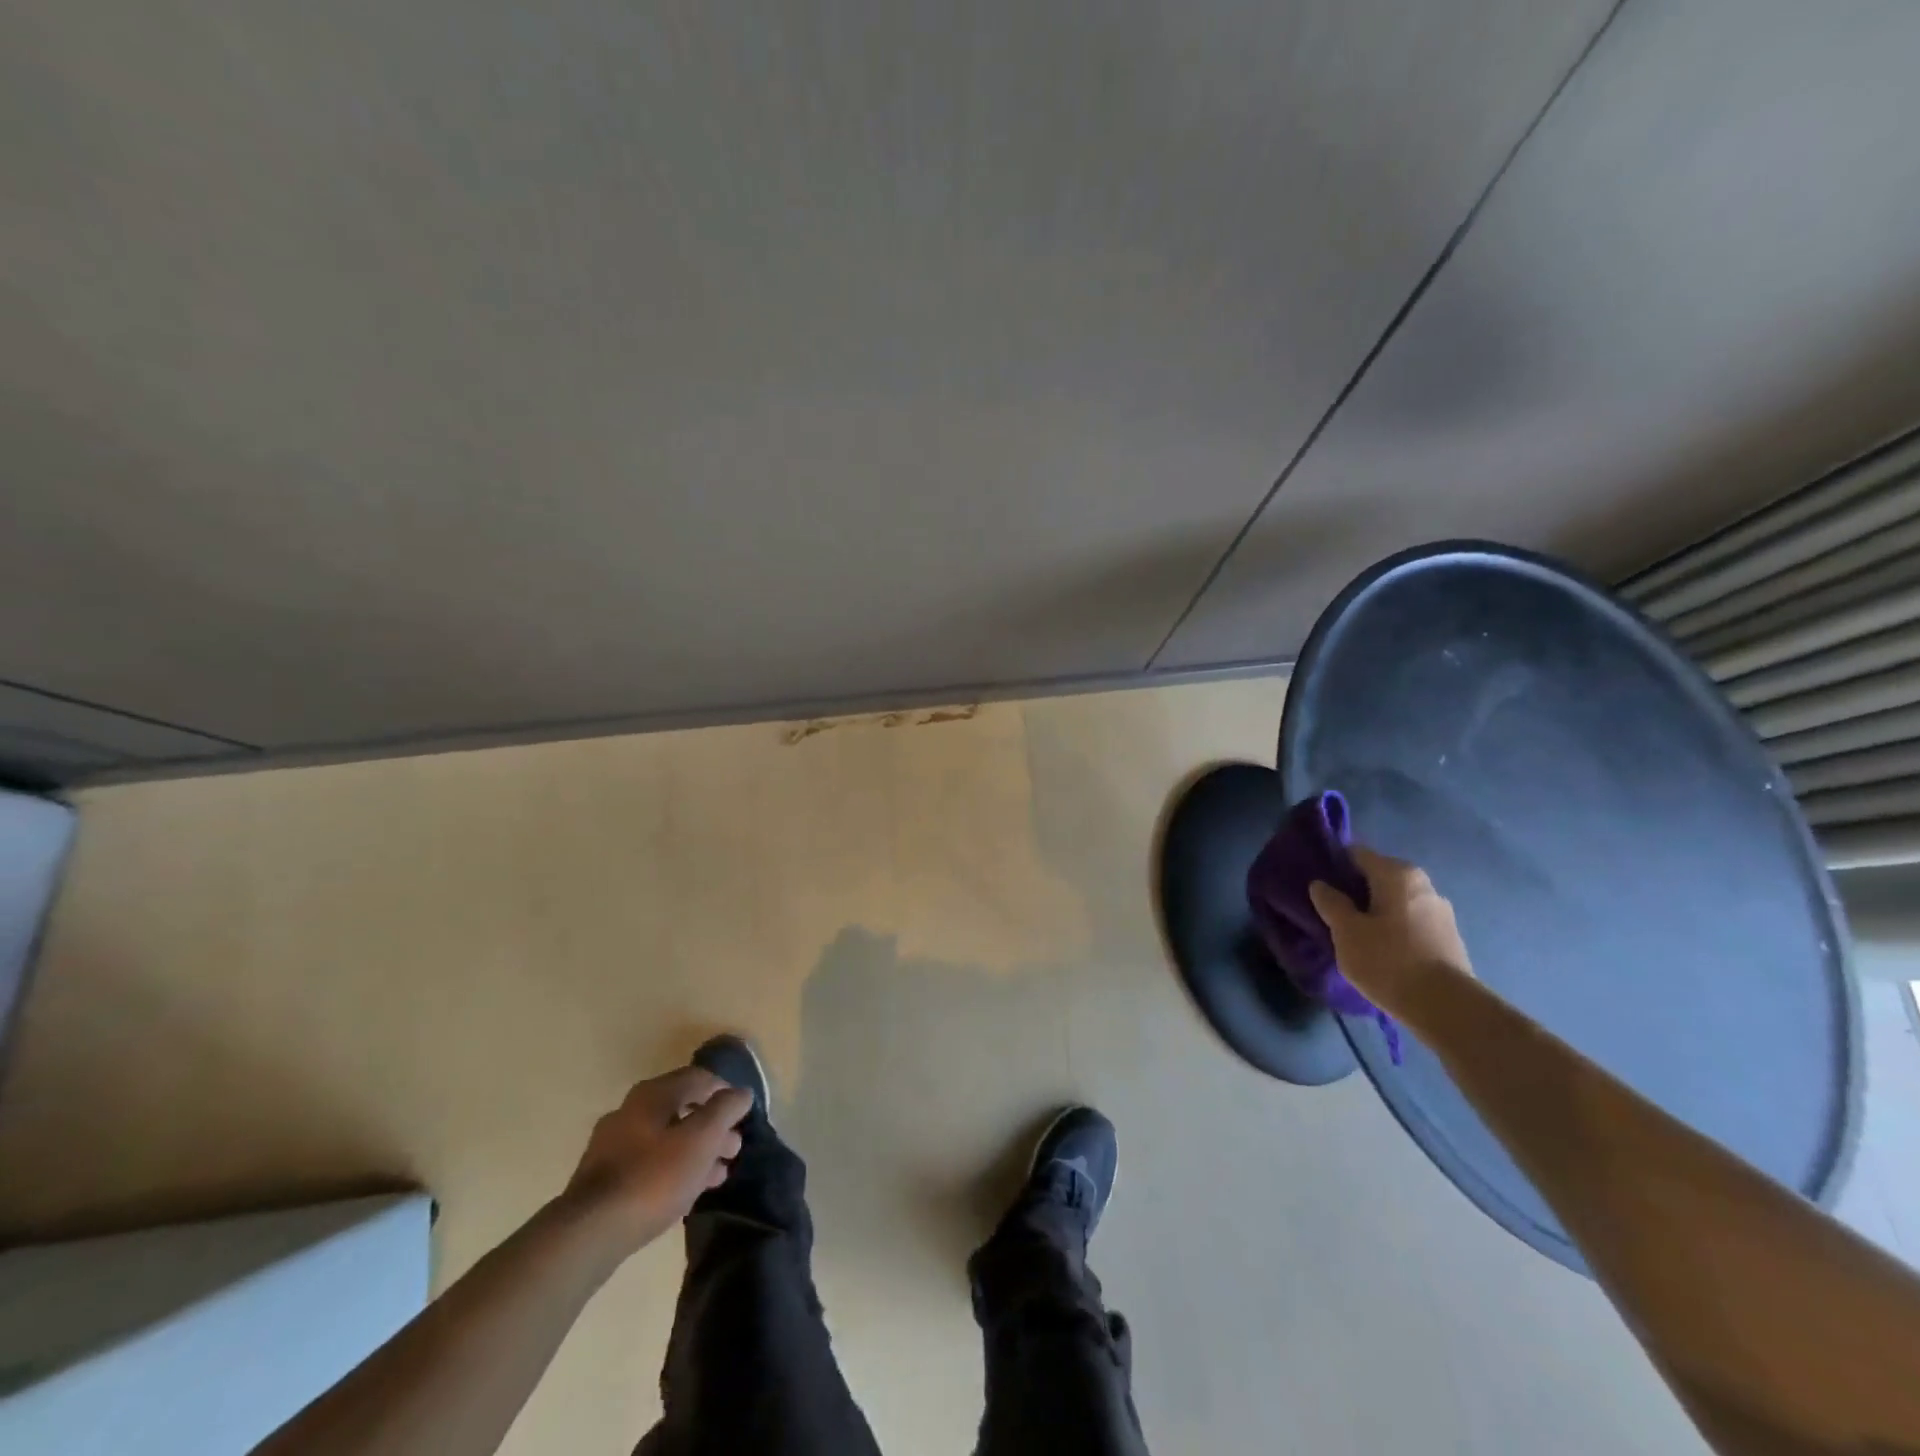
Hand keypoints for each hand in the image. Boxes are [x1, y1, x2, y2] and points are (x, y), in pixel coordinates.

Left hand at [563, 1067, 753, 1255]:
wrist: (588, 1233)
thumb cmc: (653, 1177)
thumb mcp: (701, 1139)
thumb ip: (725, 1110)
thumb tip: (741, 1092)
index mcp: (653, 1094)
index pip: (699, 1078)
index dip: (726, 1092)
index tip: (743, 1115)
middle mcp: (631, 1110)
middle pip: (682, 1108)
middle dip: (712, 1126)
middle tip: (734, 1149)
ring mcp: (613, 1144)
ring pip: (666, 1138)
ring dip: (695, 1150)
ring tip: (717, 1174)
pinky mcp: (604, 1177)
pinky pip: (649, 1162)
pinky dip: (673, 1168)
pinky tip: (686, 1191)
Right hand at [1308, 845, 1473, 1010]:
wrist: (1446, 1008)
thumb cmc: (1388, 960)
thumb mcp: (1346, 931)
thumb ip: (1330, 903)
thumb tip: (1321, 885)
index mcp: (1397, 874)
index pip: (1357, 854)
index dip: (1334, 866)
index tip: (1319, 886)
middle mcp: (1423, 884)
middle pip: (1378, 877)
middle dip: (1355, 891)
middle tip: (1333, 913)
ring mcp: (1440, 912)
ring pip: (1395, 902)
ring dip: (1375, 912)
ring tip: (1355, 936)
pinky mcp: (1448, 938)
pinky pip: (1410, 922)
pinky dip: (1393, 929)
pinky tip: (1382, 951)